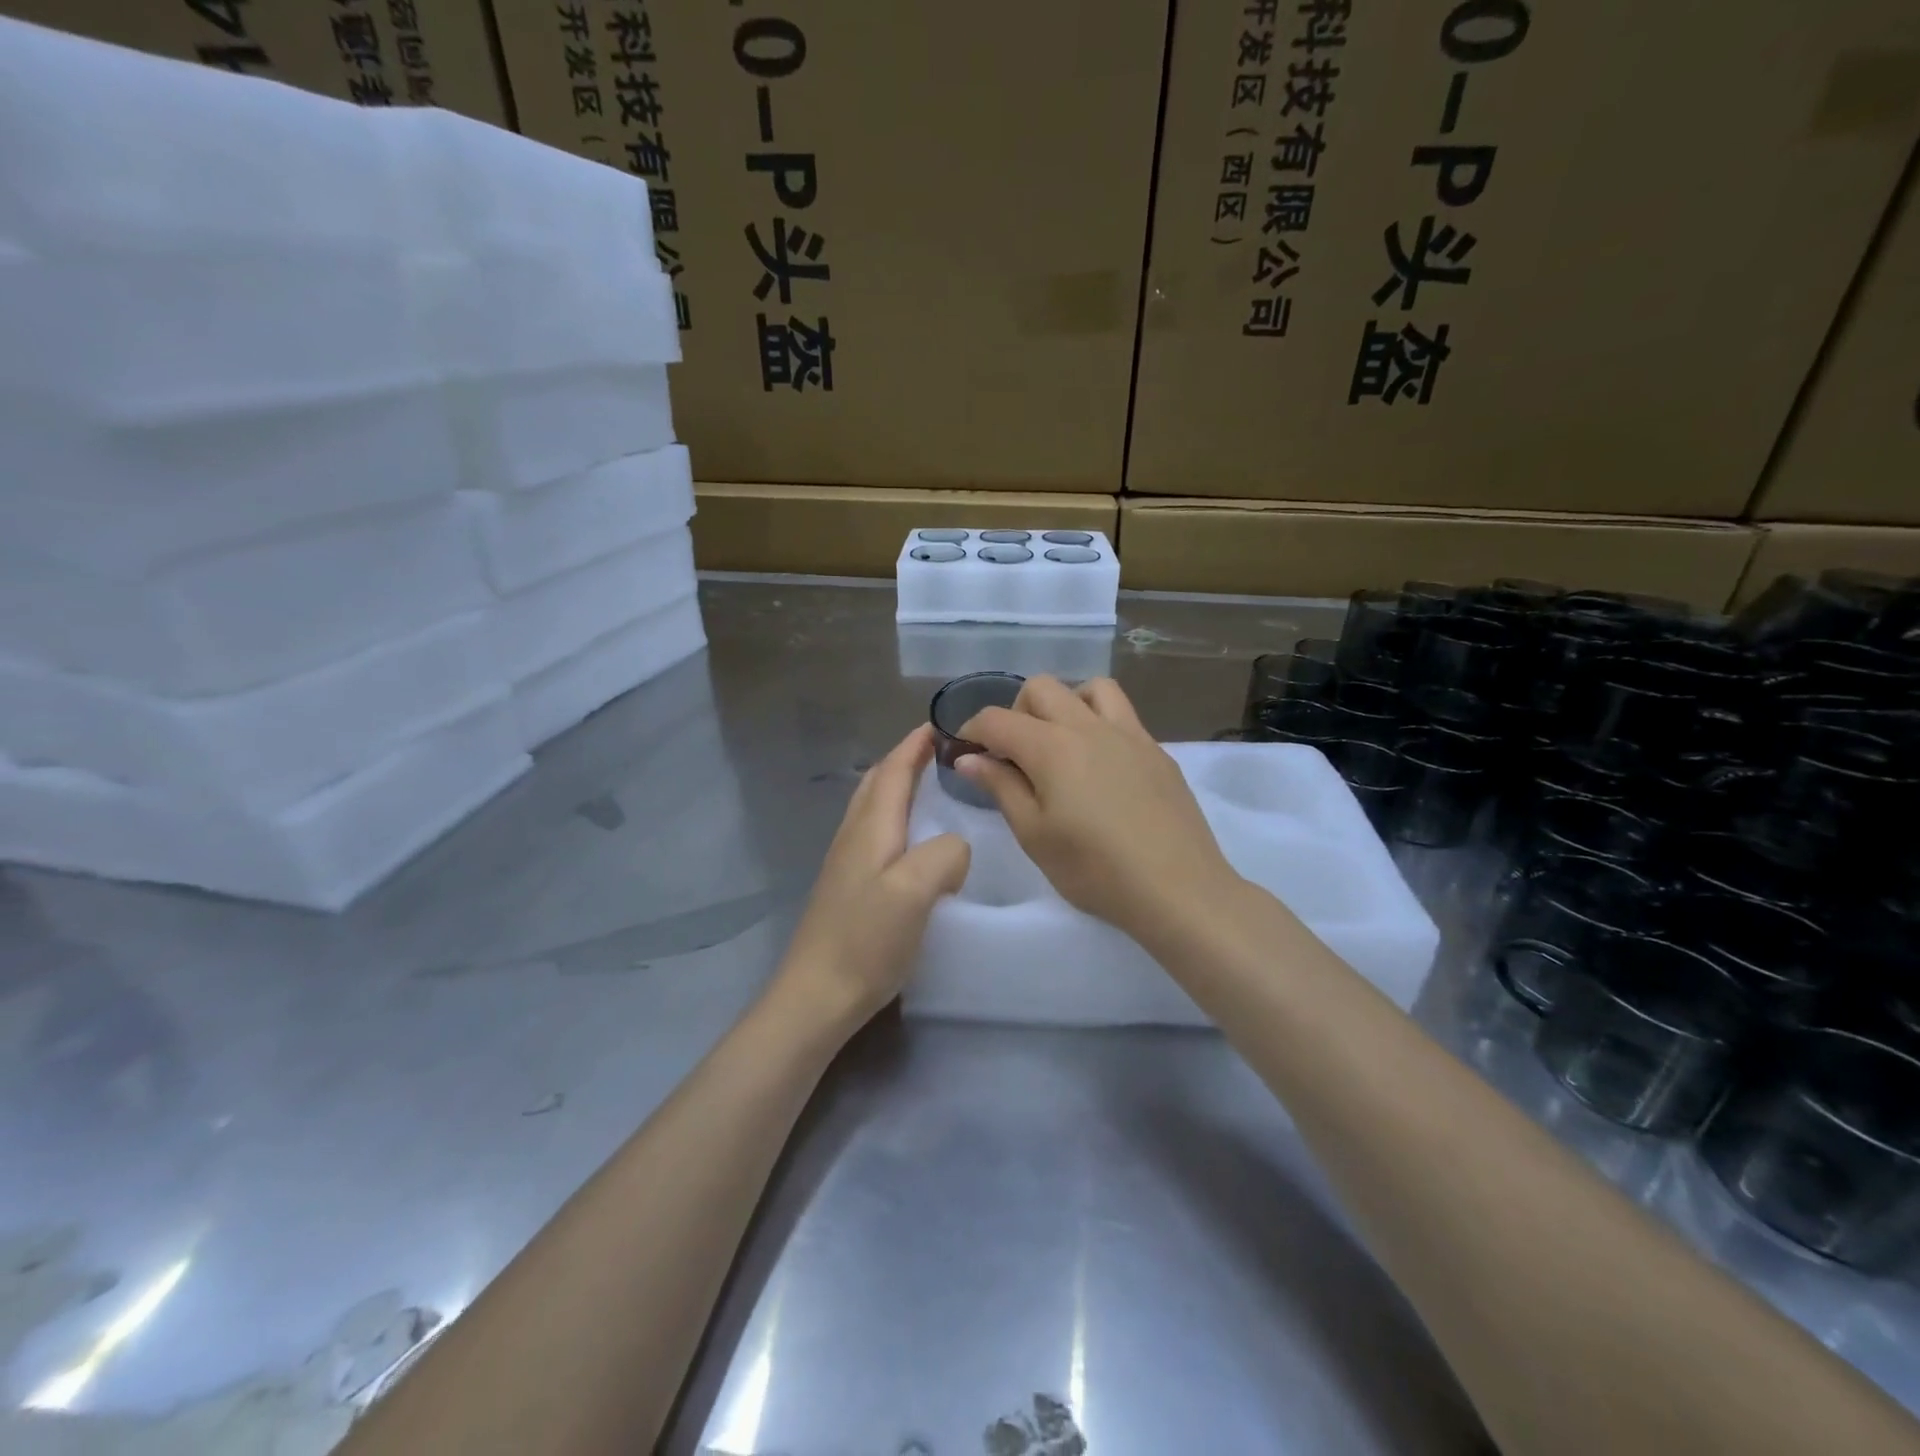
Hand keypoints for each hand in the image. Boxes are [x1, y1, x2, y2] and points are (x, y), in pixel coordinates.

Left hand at [775, 724, 970, 1033]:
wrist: (816, 995)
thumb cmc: (867, 940)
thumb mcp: (916, 890)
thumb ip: (945, 853)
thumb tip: (955, 846)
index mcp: (871, 828)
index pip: (893, 771)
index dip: (914, 745)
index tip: (940, 725)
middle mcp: (854, 836)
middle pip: (877, 783)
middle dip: (904, 759)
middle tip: (937, 751)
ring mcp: (846, 863)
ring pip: (872, 807)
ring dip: (897, 786)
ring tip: (927, 786)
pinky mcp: (848, 888)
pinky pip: (874, 834)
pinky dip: (894, 817)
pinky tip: (909, 839)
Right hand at [955, 676, 1238, 941]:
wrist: (1177, 887)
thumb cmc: (1094, 869)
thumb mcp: (1034, 835)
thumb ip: (1000, 787)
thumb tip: (969, 757)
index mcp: (1051, 747)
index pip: (997, 719)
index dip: (972, 729)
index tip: (964, 751)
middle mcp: (1088, 726)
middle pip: (1041, 688)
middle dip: (1016, 712)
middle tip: (1013, 754)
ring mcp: (1129, 734)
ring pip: (1090, 688)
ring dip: (1065, 704)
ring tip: (1060, 744)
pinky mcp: (1156, 750)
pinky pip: (1122, 714)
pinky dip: (1098, 722)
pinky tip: (1100, 765)